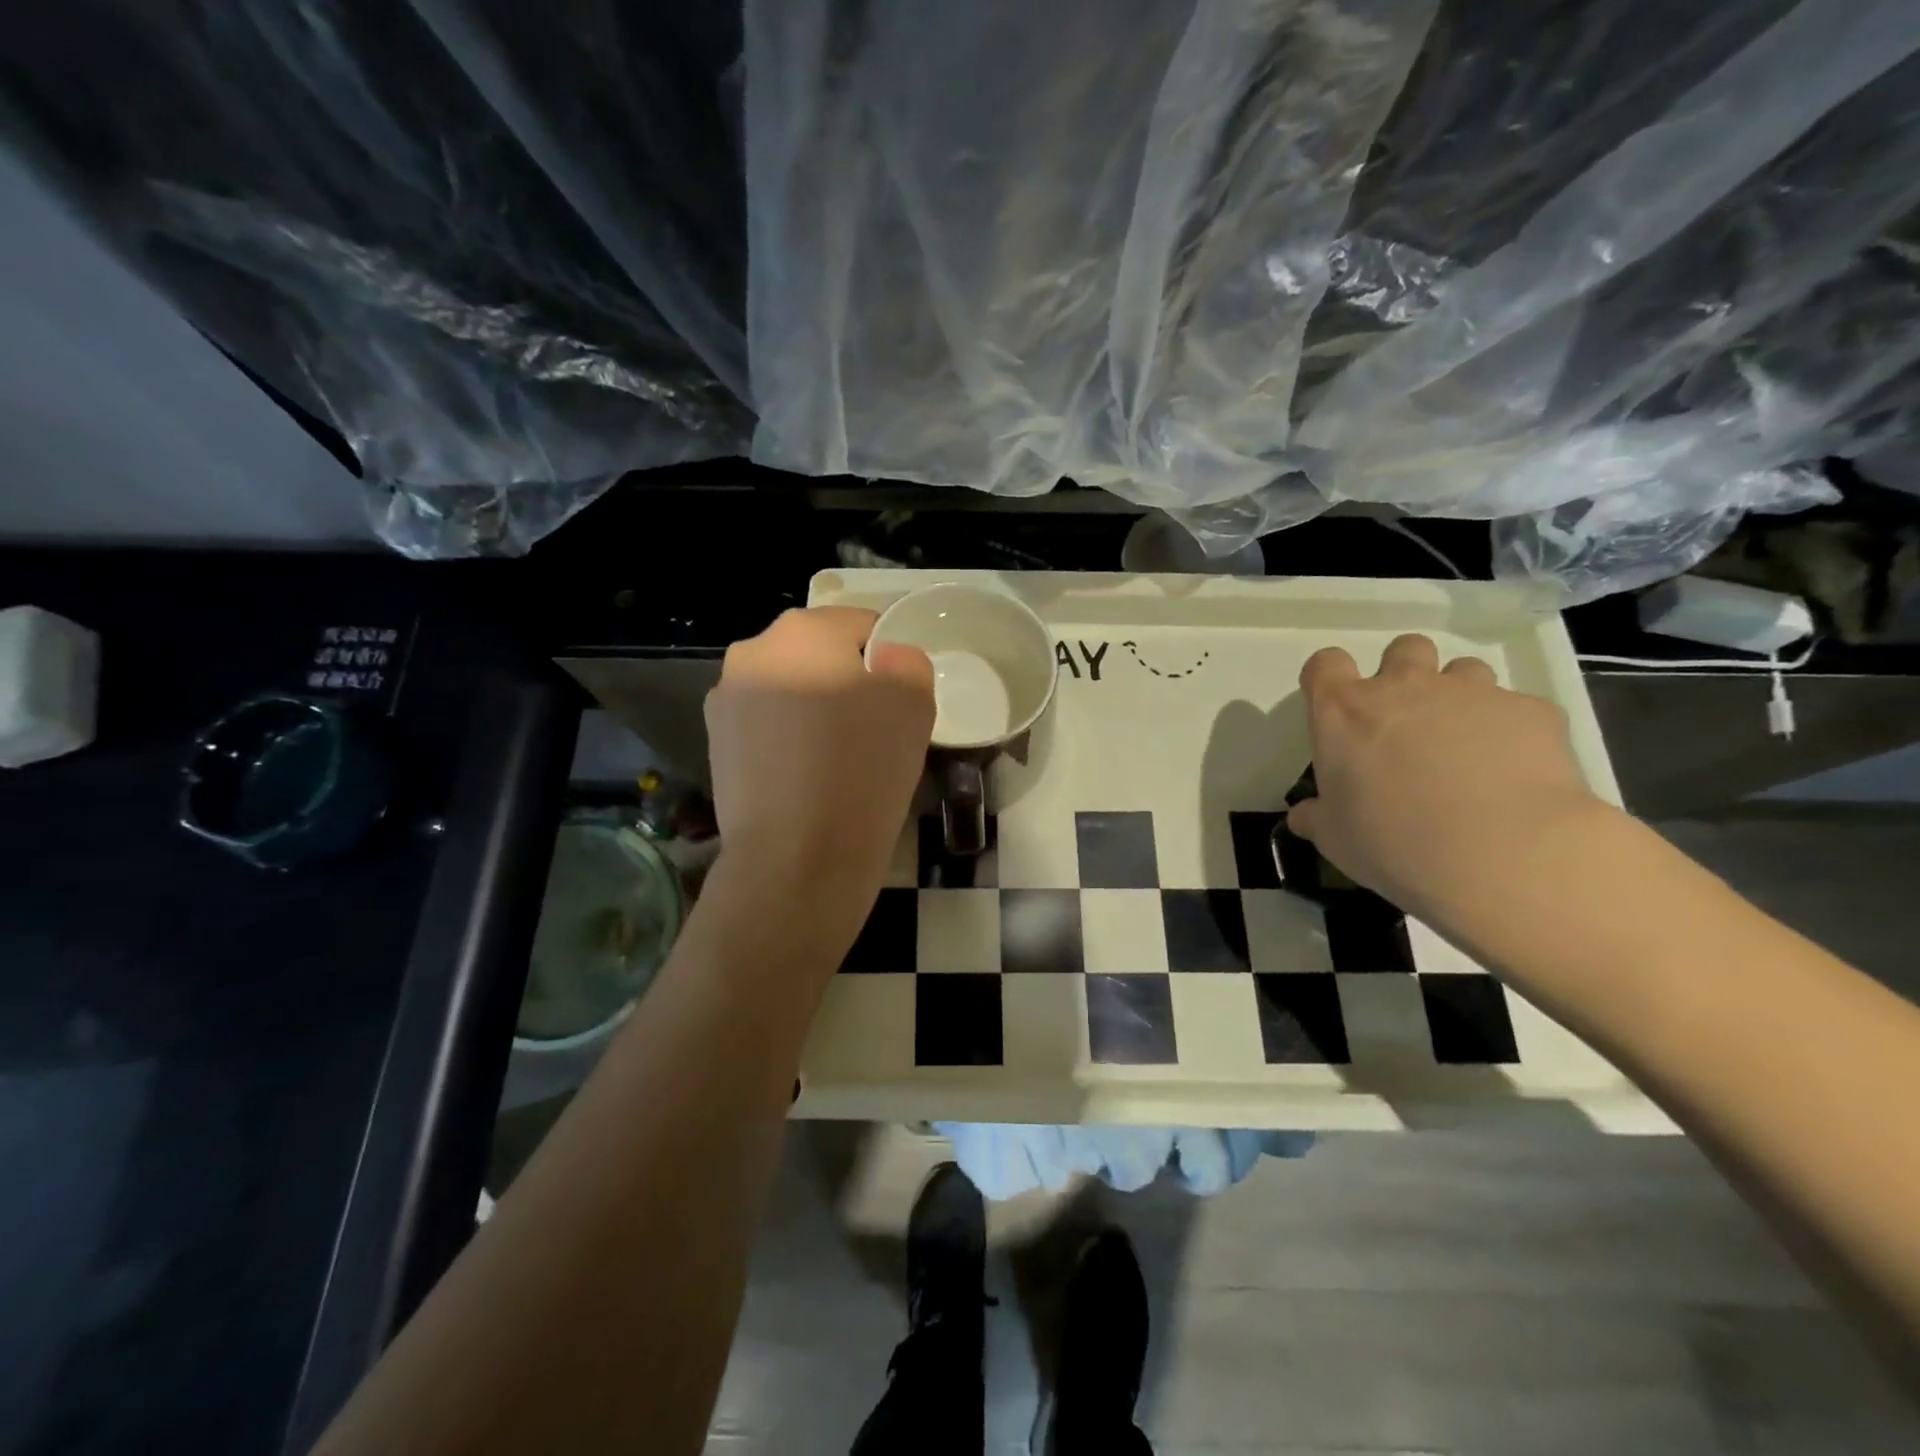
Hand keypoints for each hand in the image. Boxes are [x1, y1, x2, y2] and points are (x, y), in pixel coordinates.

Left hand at [704, 607, 933, 925]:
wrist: (796, 860)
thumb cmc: (862, 771)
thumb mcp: (913, 703)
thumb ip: (907, 662)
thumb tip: (886, 661)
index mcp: (802, 630)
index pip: (863, 625)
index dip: (892, 660)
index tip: (903, 703)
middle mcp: (753, 652)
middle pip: (821, 655)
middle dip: (849, 682)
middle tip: (877, 731)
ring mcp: (726, 701)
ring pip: (792, 691)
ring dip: (817, 711)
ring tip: (840, 761)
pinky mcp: (716, 746)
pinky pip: (769, 729)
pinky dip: (791, 742)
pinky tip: (809, 780)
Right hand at [1288, 634, 1609, 932]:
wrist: (1500, 853)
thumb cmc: (1392, 842)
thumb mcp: (1335, 838)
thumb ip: (1318, 817)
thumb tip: (1305, 816)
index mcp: (1344, 712)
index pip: (1325, 665)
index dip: (1329, 679)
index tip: (1336, 708)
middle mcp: (1404, 688)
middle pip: (1403, 649)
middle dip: (1405, 674)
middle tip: (1408, 722)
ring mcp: (1471, 693)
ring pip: (1464, 670)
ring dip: (1460, 697)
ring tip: (1467, 744)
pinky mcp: (1532, 711)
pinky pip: (1518, 708)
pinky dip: (1512, 731)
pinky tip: (1515, 773)